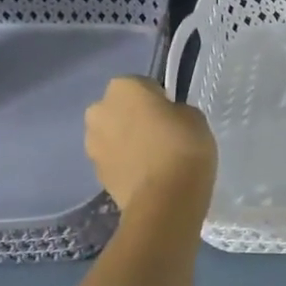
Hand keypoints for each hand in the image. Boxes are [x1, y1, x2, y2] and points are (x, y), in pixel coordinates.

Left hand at [84, 76, 216, 212]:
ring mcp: (92, 143)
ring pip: (113, 135)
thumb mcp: (194, 117)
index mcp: (123, 87)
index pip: (143, 85)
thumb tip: (166, 119)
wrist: (165, 200)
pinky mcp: (95, 173)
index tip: (173, 116)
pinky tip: (147, 176)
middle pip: (120, 109)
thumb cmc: (183, 147)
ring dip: (128, 142)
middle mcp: (99, 109)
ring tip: (154, 159)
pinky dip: (126, 164)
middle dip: (135, 118)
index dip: (160, 100)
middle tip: (162, 135)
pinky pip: (113, 160)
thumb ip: (175, 111)